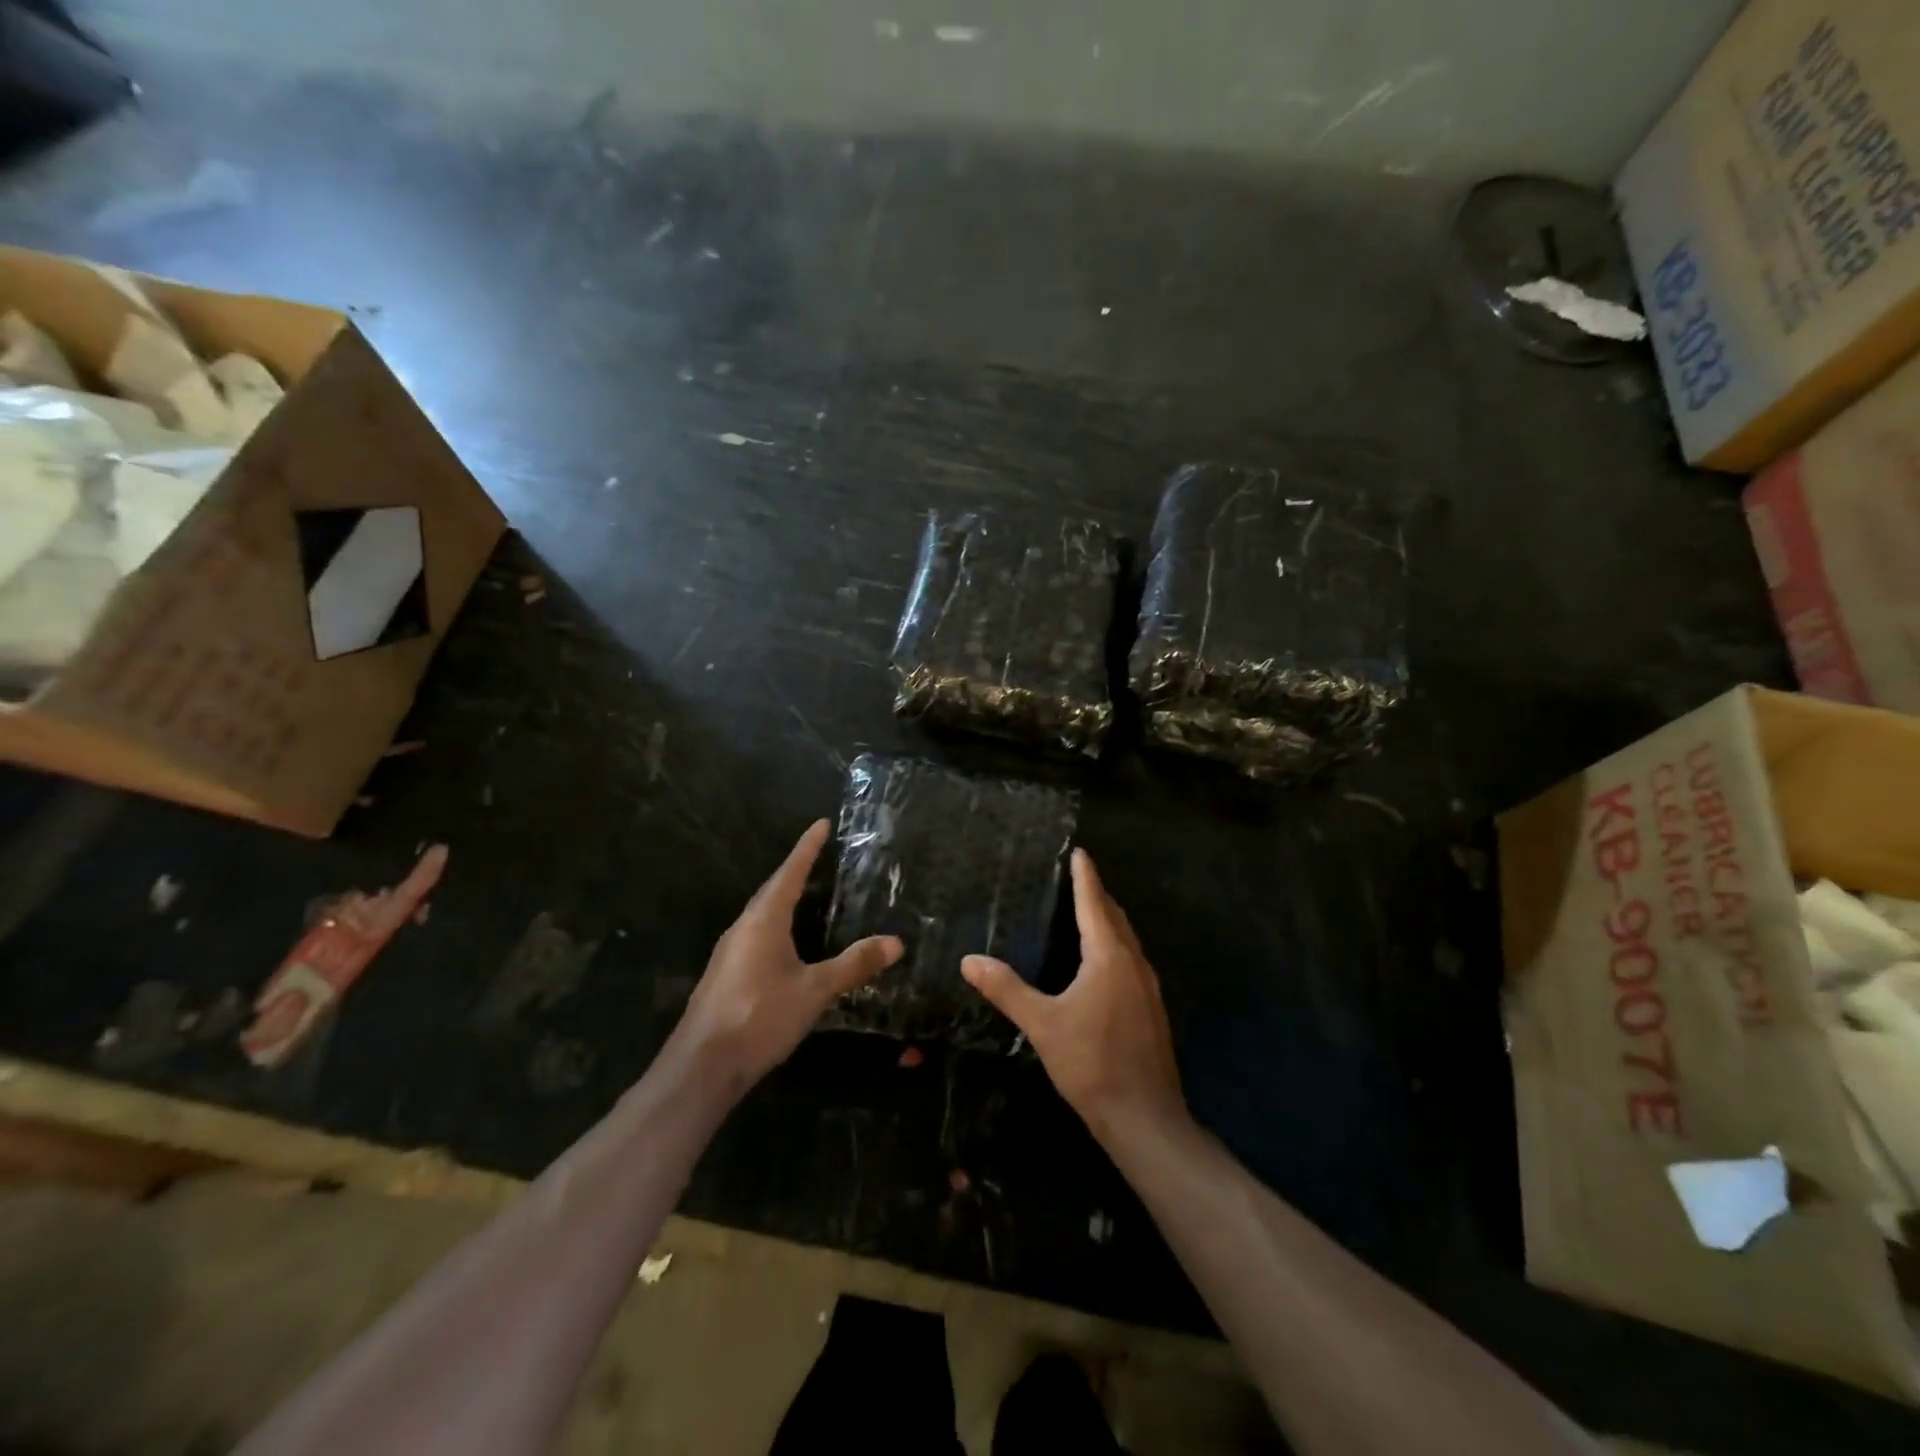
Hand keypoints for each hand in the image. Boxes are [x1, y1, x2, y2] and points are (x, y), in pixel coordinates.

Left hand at [672, 820, 902, 1093]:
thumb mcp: (814, 990)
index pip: (790, 873)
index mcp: (764, 920)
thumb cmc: (760, 1017)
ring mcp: (731, 952)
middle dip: (797, 872)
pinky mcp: (726, 975)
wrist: (702, 1067)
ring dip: (786, 900)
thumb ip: (854, 964)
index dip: (807, 848)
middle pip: (773, 890)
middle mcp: (743, 928)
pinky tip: (790, 945)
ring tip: (810, 895)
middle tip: (821, 856)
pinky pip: (757, 936)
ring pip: (763, 915)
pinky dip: (778, 926)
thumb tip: (896, 942)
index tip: (821, 824)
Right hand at [962, 849, 1185, 1142]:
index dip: (1085, 876)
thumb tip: (969, 960)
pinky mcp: (1152, 1009)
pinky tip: (1101, 963)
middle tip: (1078, 876)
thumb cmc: (1091, 1063)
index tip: (1080, 852)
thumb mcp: (1042, 1024)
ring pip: (1127, 940)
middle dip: (1097, 895)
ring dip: (1108, 921)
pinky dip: (1115, 946)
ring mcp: (1148, 987)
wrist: (1145, 1117)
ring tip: (1087, 911)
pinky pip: (1131, 961)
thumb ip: (1006, 989)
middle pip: (1115, 917)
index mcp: (1109, 957)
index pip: (1094, 904)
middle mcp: (1133, 963)